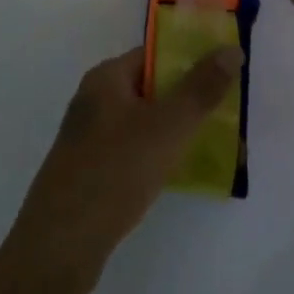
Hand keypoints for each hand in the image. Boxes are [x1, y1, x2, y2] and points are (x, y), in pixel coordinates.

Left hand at [2, 45, 241, 293]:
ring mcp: (90, 137)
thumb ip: (200, 89)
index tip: (226, 75)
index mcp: (106, 78)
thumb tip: (232, 49)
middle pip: (150, 89)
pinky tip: (182, 176)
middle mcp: (95, 100)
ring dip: (177, 132)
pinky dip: (159, 157)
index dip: (190, 60)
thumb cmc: (115, 171)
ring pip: (144, 123)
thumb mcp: (166, 127)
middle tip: (230, 117)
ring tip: (218, 149)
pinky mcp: (92, 170)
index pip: (153, 56)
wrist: (61, 243)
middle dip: (189, 100)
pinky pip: (134, 152)